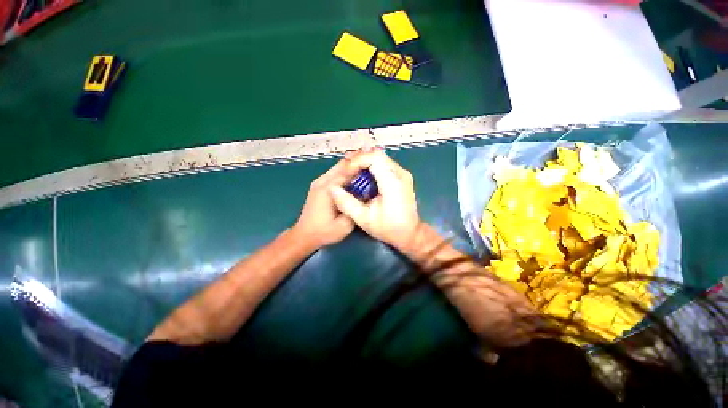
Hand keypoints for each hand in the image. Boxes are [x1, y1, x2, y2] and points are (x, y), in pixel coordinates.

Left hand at [291, 158, 363, 249]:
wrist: (304, 235)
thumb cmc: (324, 232)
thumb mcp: (345, 224)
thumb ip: (356, 207)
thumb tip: (367, 194)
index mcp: (328, 189)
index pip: (346, 170)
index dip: (361, 162)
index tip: (374, 157)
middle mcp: (322, 182)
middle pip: (341, 165)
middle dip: (357, 159)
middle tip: (372, 155)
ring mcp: (319, 182)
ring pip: (338, 167)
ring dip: (352, 164)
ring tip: (366, 161)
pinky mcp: (319, 186)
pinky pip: (335, 173)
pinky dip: (346, 170)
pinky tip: (355, 172)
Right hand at [330, 149, 421, 252]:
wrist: (409, 233)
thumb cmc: (388, 228)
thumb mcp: (364, 219)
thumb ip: (347, 203)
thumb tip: (333, 189)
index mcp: (393, 183)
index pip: (375, 157)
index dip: (357, 160)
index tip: (346, 171)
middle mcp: (400, 174)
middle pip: (377, 154)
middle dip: (359, 159)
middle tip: (346, 168)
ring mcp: (403, 174)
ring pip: (381, 158)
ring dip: (364, 162)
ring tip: (351, 170)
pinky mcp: (401, 177)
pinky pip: (384, 164)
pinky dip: (371, 167)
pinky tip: (362, 175)